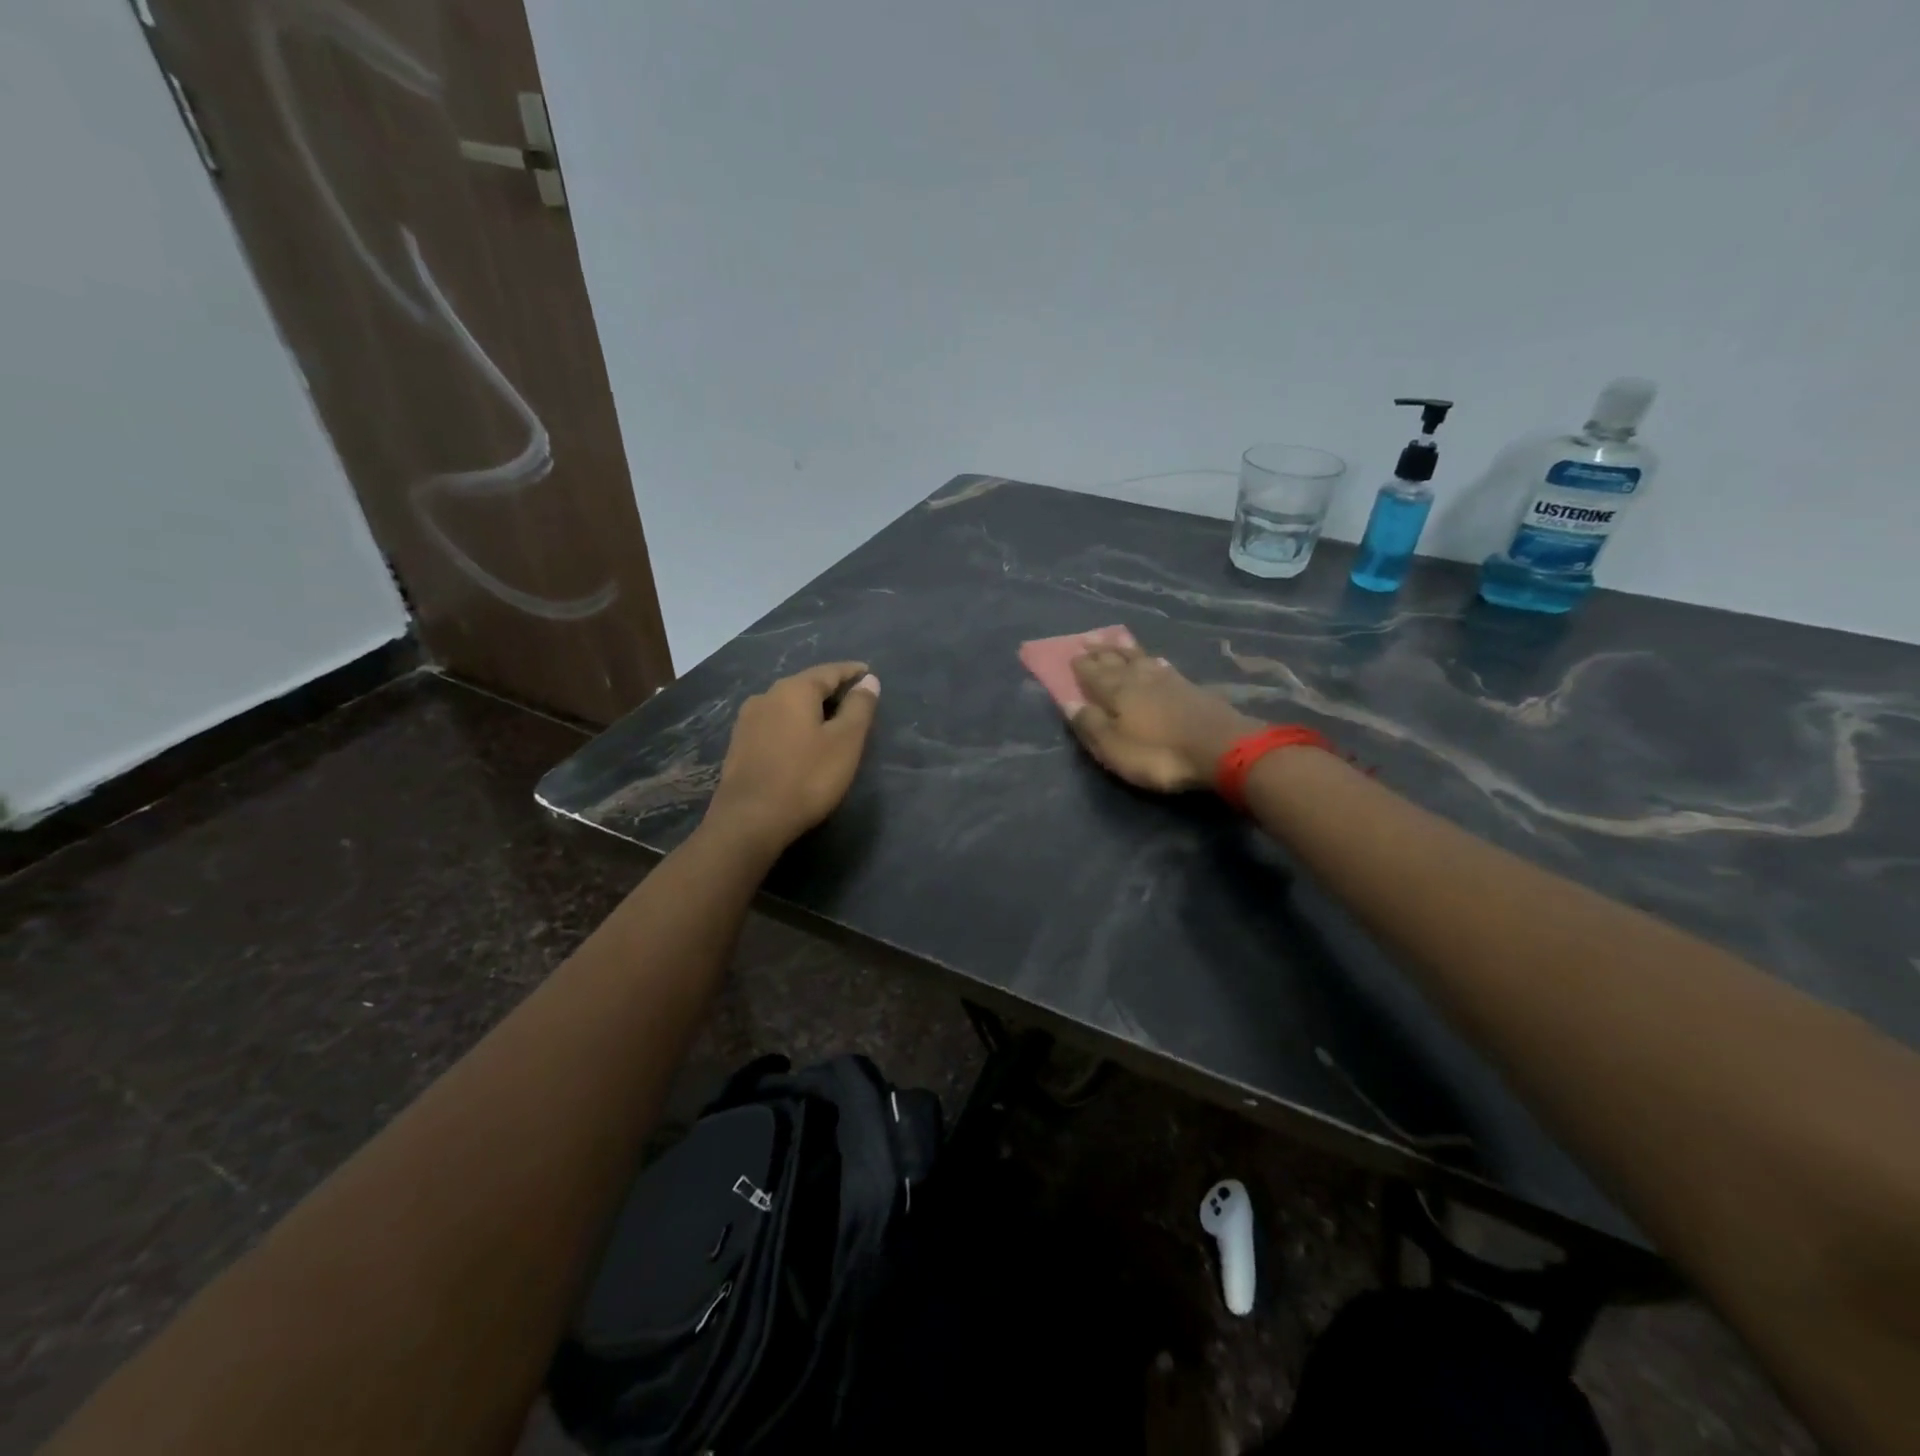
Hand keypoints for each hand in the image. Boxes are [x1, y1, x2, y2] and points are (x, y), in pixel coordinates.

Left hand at [704, 662, 881, 852]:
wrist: (749, 820)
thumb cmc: (806, 778)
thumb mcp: (845, 742)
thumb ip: (859, 707)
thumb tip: (868, 680)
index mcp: (793, 690)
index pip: (829, 671)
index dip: (851, 672)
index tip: (867, 673)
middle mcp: (766, 696)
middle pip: (805, 685)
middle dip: (830, 690)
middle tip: (853, 699)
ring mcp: (747, 721)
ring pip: (787, 705)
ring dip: (810, 709)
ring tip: (830, 721)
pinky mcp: (739, 745)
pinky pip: (774, 724)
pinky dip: (793, 725)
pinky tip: (801, 741)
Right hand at [1069, 646, 1259, 793]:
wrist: (1222, 749)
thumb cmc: (1159, 754)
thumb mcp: (1114, 748)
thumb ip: (1091, 725)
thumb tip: (1068, 702)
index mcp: (1117, 692)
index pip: (1093, 674)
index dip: (1082, 666)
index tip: (1071, 654)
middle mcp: (1140, 679)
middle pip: (1116, 661)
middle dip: (1101, 651)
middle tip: (1088, 639)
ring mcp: (1169, 681)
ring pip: (1141, 659)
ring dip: (1126, 649)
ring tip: (1117, 639)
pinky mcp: (1192, 688)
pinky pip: (1164, 667)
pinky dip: (1154, 661)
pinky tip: (1155, 660)